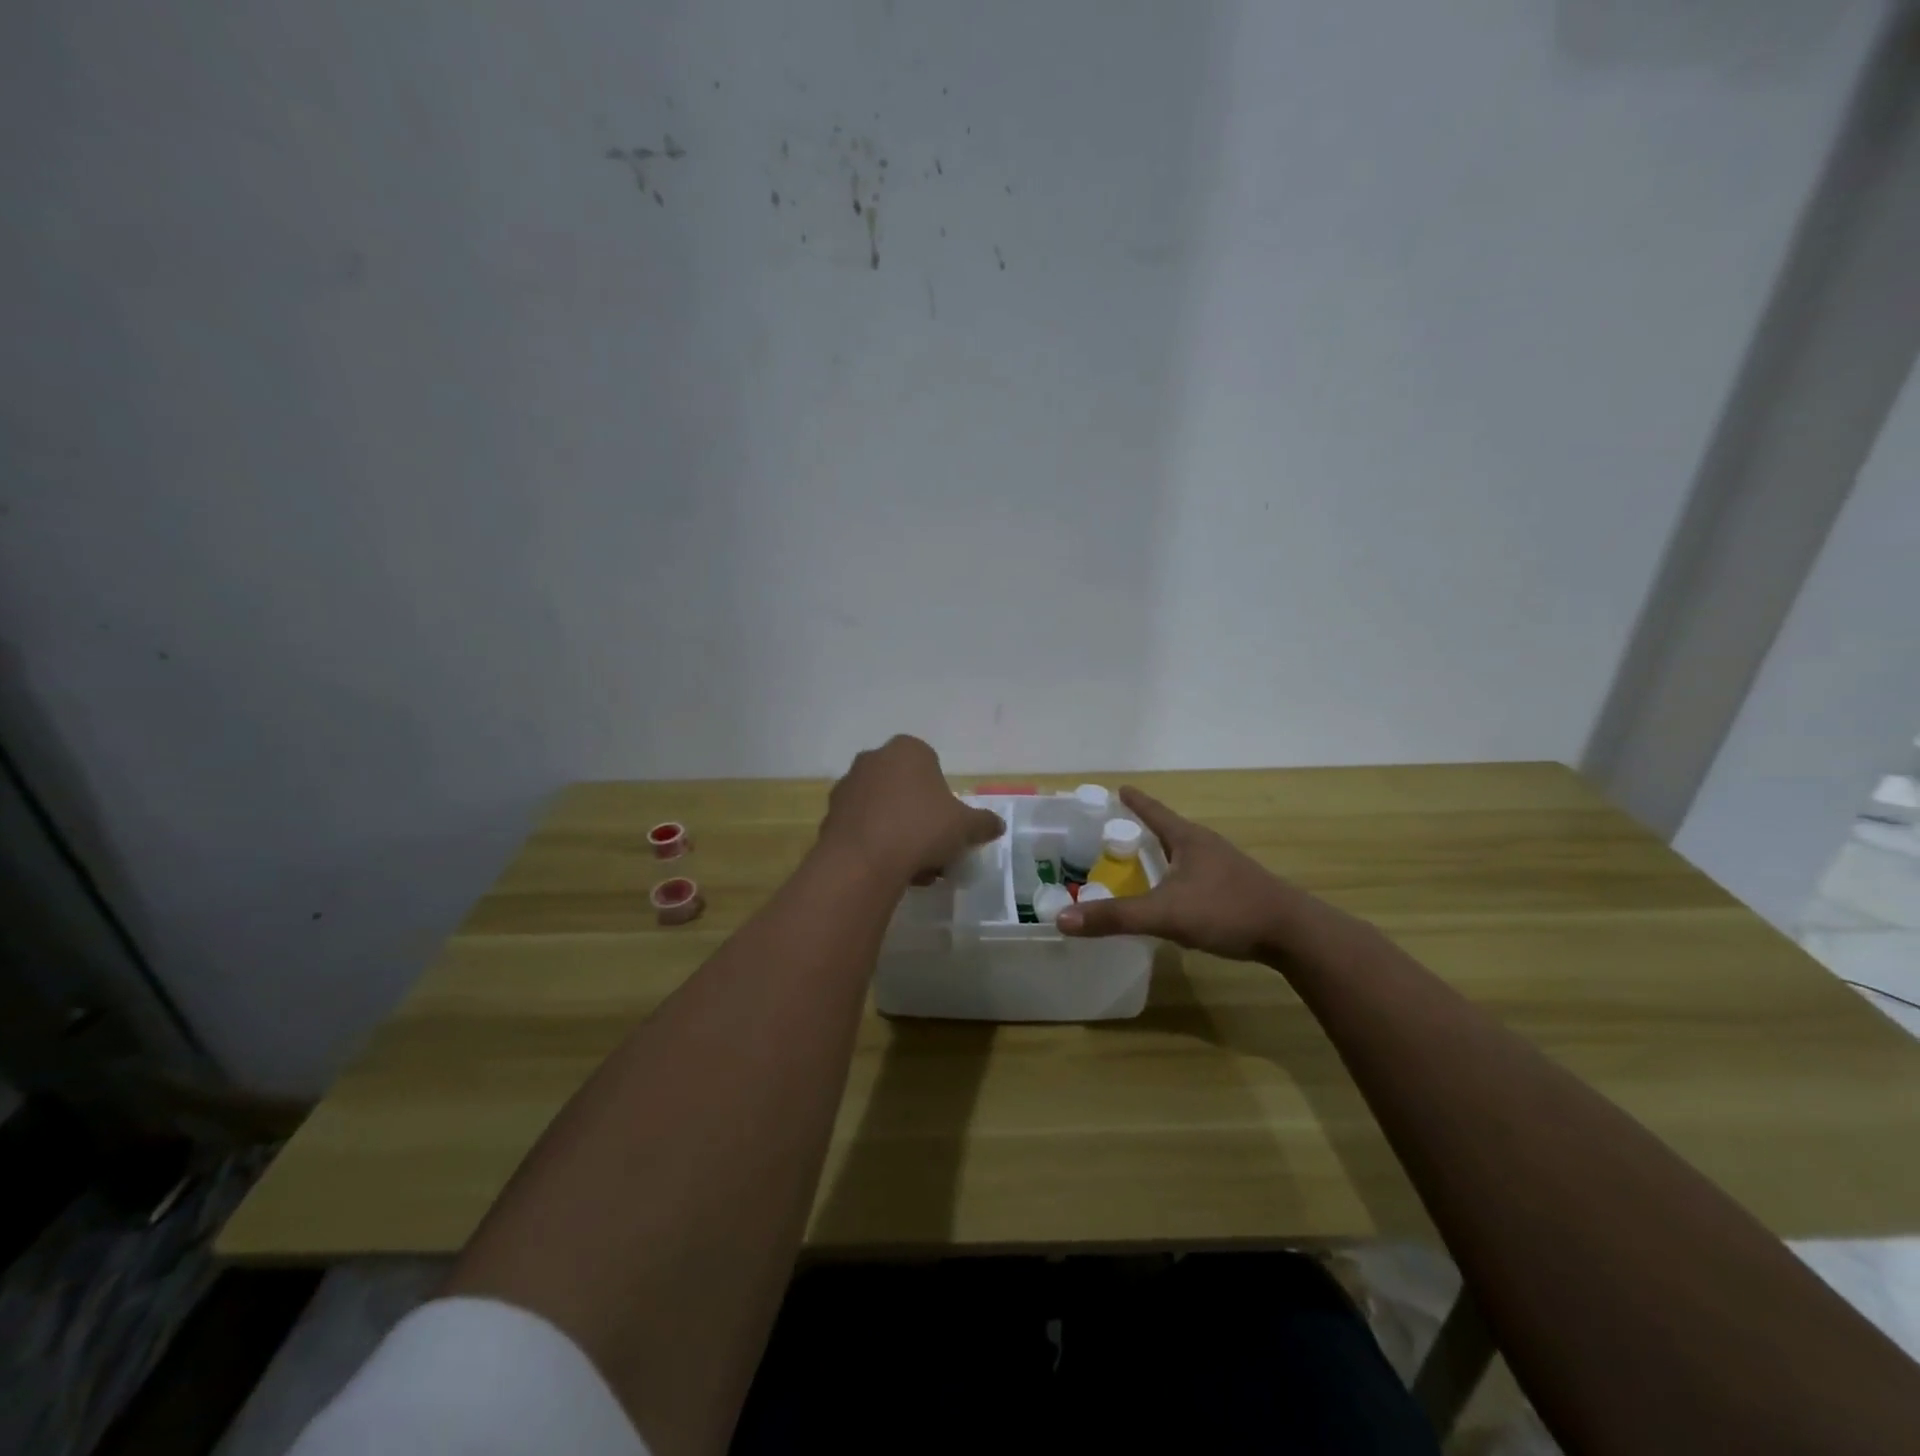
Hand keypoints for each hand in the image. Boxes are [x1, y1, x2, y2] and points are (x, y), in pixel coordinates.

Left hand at [818, 735, 1004, 885]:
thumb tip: (997, 825)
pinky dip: (876, 844)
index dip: (943, 799)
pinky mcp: (831, 815)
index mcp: (908, 750)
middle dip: (920, 817)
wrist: (864, 861)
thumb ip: (983, 822)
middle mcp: (874, 759)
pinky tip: (890, 871)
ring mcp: (848, 786)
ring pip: (884, 810)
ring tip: (914, 869)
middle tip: (935, 849)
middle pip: (906, 789)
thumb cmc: (921, 829)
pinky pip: (862, 827)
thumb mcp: (965, 826)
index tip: (949, 827)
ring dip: (899, 833)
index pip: (932, 767)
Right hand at [1057, 786, 1310, 960]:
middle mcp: (1206, 846)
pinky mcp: (1235, 889)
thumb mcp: (1165, 913)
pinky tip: (1172, 896)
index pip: (1154, 811)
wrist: (1292, 933)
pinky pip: (1195, 876)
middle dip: (1143, 830)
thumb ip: (1115, 917)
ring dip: (1161, 856)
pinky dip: (1176, 878)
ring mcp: (1224, 867)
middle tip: (1115, 834)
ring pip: (1183, 855)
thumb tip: (1063, 920)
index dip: (1134, 801)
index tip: (1119, 788)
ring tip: (1139, 864)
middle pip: (1168, 830)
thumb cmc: (1226, 910)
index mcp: (1188, 839)